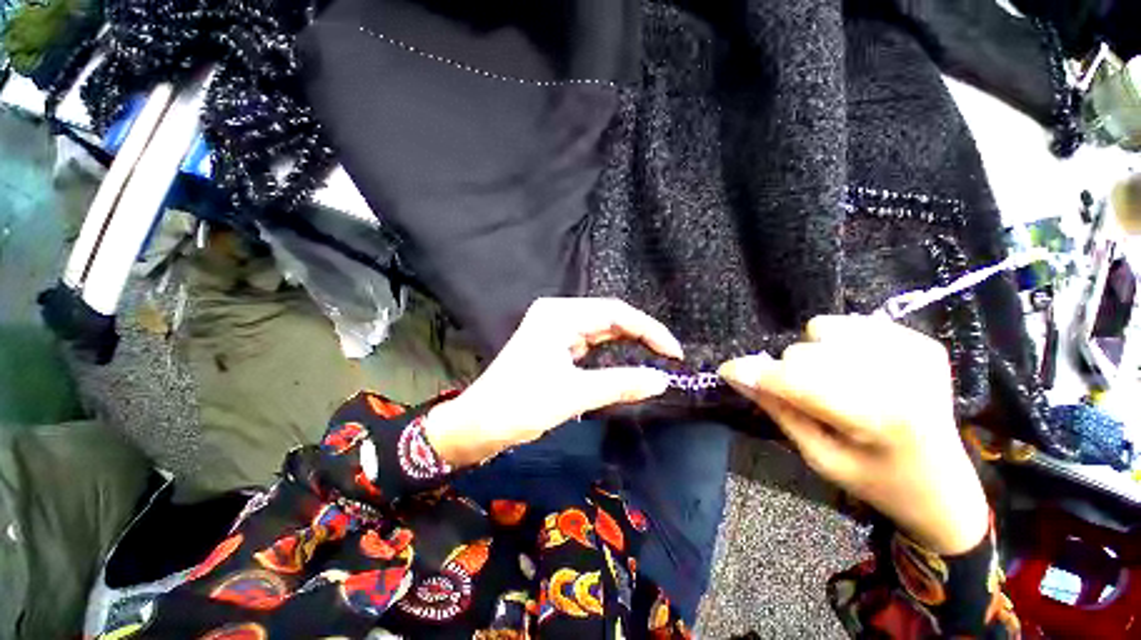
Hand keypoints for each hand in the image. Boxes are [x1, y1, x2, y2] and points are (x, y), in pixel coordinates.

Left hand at [425, 298, 682, 466]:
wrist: (477, 425)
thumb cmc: (520, 406)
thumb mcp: (574, 394)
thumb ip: (620, 384)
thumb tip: (661, 380)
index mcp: (560, 315)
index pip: (616, 313)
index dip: (649, 330)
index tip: (674, 353)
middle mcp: (557, 313)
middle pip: (609, 316)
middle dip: (640, 334)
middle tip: (668, 355)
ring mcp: (554, 327)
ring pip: (600, 328)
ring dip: (626, 341)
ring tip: (654, 355)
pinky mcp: (552, 343)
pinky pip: (589, 340)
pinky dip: (609, 350)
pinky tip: (625, 357)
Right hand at [719, 315, 988, 554]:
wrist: (947, 486)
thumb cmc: (878, 481)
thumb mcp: (819, 457)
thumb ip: (779, 410)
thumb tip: (739, 375)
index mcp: (877, 418)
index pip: (795, 380)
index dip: (754, 373)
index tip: (728, 371)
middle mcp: (899, 377)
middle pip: (804, 352)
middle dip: (789, 372)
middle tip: (806, 398)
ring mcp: (915, 352)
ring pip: (824, 328)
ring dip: (814, 353)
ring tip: (835, 381)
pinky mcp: (922, 341)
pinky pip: (852, 324)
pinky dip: (841, 344)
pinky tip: (859, 370)